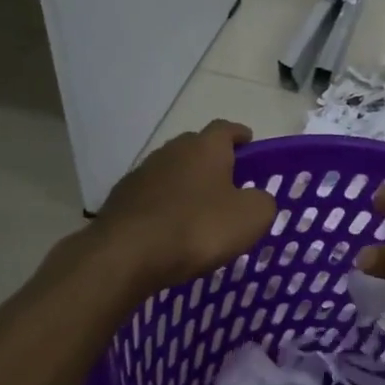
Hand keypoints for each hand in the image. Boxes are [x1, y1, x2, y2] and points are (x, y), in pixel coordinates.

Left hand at [83, 120, 276, 293]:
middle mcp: (171, 151)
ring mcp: (142, 174)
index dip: (240, 135)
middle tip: (229, 182)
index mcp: (205, 147)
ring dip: (187, 185)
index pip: (226, 129)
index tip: (249, 142)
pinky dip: (166, 206)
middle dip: (213, 161)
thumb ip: (263, 201)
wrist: (127, 254)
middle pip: (196, 148)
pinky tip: (172, 227)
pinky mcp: (121, 200)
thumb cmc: (198, 228)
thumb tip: (256, 198)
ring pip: (172, 172)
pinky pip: (153, 197)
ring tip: (200, 209)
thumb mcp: (251, 217)